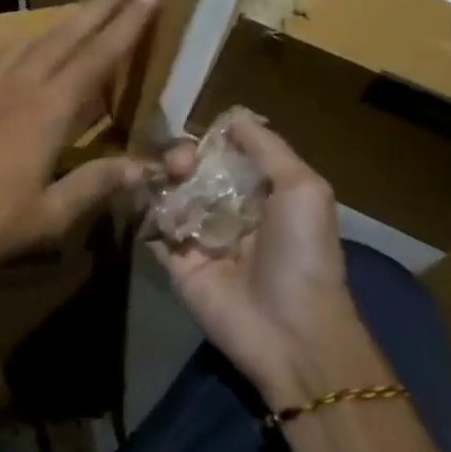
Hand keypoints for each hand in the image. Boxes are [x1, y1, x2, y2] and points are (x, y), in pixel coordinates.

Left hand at [0, 0, 160, 287]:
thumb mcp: (50, 216)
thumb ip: (95, 185)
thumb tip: (144, 167)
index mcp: (47, 111)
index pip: (98, 58)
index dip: (126, 26)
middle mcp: (20, 86)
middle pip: (66, 36)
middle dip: (98, 8)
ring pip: (34, 41)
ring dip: (64, 21)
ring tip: (84, 8)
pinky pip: (3, 55)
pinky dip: (25, 41)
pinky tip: (24, 42)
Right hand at [155, 118, 385, 408]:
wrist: (290, 332)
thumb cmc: (303, 255)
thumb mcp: (304, 190)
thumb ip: (268, 149)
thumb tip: (231, 119)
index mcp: (260, 193)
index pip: (225, 154)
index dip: (209, 140)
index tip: (199, 136)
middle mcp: (227, 210)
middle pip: (192, 169)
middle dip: (181, 157)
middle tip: (180, 165)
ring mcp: (199, 235)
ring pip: (169, 192)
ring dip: (162, 178)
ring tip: (167, 180)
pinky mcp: (175, 260)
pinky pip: (153, 226)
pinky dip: (146, 209)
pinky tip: (147, 198)